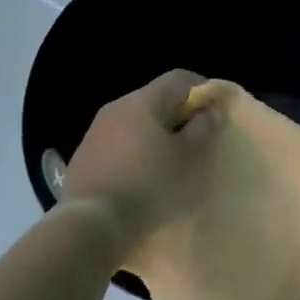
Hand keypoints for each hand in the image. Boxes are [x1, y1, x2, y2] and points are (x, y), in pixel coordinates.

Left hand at [60, 70, 224, 251]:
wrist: (91, 222)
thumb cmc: (149, 185)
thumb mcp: (188, 158)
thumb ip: (203, 129)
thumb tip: (211, 109)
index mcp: (144, 100)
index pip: (178, 78)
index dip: (202, 88)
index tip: (216, 109)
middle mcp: (117, 106)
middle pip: (155, 98)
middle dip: (178, 113)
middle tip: (197, 138)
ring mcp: (96, 130)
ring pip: (135, 121)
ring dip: (155, 133)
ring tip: (170, 159)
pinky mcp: (84, 155)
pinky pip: (118, 142)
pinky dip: (135, 150)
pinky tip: (142, 175)